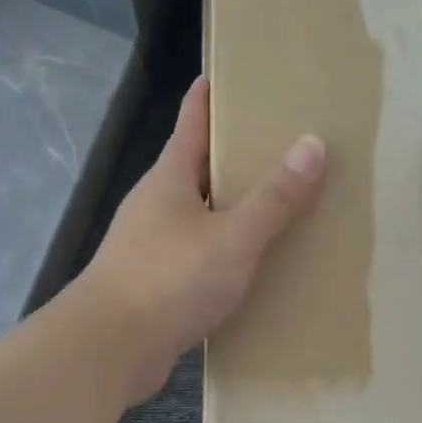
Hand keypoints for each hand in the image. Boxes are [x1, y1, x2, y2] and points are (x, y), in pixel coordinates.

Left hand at [79, 77, 325, 403]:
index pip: (193, 119)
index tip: (240, 73)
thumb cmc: (169, 279)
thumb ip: (274, 198)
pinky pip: (200, 252)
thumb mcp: (233, 237)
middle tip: (285, 140)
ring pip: (202, 212)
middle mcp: (157, 203)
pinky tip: (256, 261)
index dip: (213, 94)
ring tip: (282, 200)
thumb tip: (313, 145)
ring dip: (234, 205)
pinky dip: (227, 248)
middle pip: (199, 165)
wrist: (109, 349)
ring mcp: (152, 243)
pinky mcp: (156, 281)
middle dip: (237, 152)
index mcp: (169, 177)